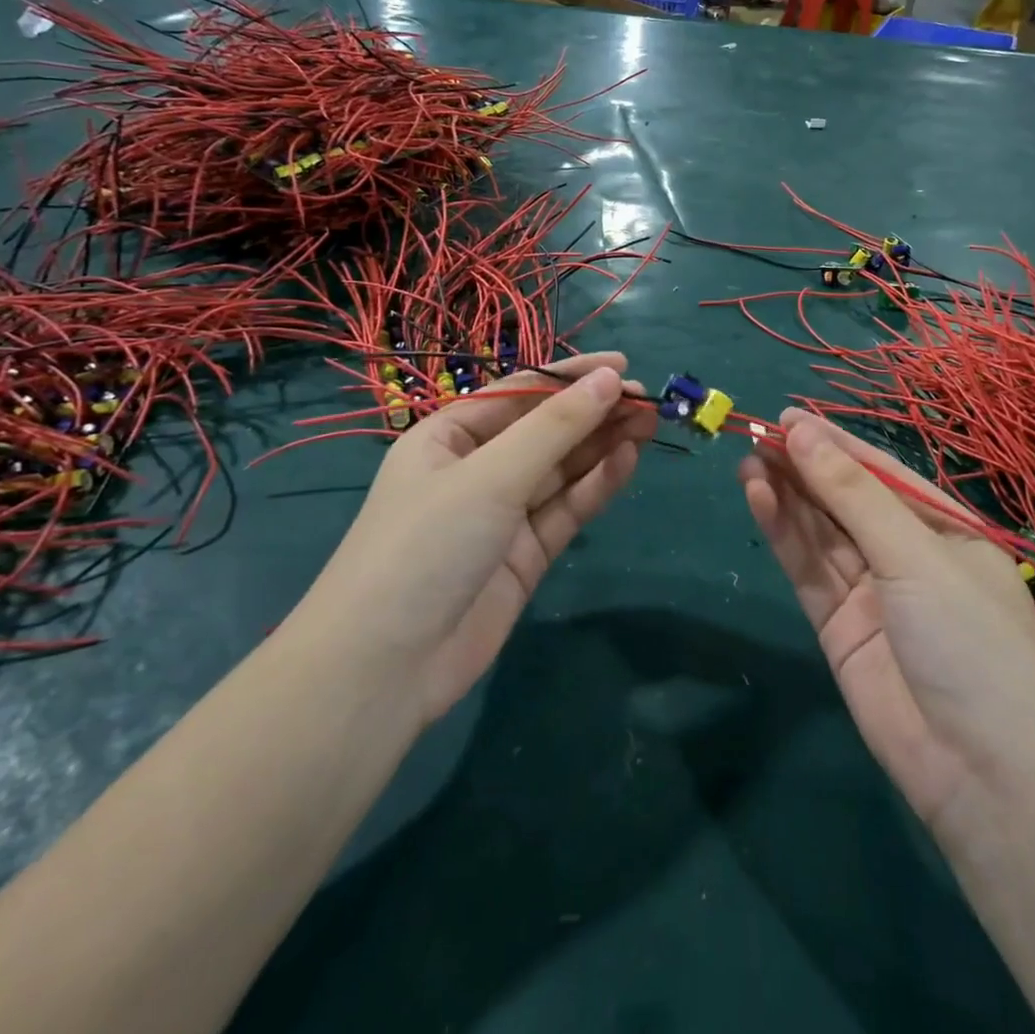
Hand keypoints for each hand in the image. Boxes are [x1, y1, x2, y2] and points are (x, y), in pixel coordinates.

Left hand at [309, 353, 655, 726]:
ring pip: (561, 469)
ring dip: (602, 445)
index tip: (623, 365)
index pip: (519, 392)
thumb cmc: (427, 545)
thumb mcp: (491, 476)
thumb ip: (556, 427)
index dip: (571, 376)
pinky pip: (565, 509)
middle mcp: (476, 469)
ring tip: (648, 423)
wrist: (386, 669)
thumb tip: (609, 379)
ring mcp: (501, 514)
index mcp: (449, 436)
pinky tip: (627, 460)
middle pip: (545, 430)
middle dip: (594, 412)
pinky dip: (595, 485)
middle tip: (647, 400)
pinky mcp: (524, 555)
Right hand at [740, 410, 1034, 829]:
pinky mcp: (838, 627)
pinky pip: (807, 569)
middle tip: (755, 434)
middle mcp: (907, 555)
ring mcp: (871, 593)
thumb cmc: (972, 642)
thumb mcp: (915, 555)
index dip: (834, 442)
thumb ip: (853, 493)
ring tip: (747, 459)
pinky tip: (758, 498)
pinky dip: (783, 533)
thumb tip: (803, 431)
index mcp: (945, 529)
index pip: (881, 472)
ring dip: (786, 495)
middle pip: (844, 499)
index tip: (787, 415)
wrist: (986, 775)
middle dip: (803, 466)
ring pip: (820, 531)